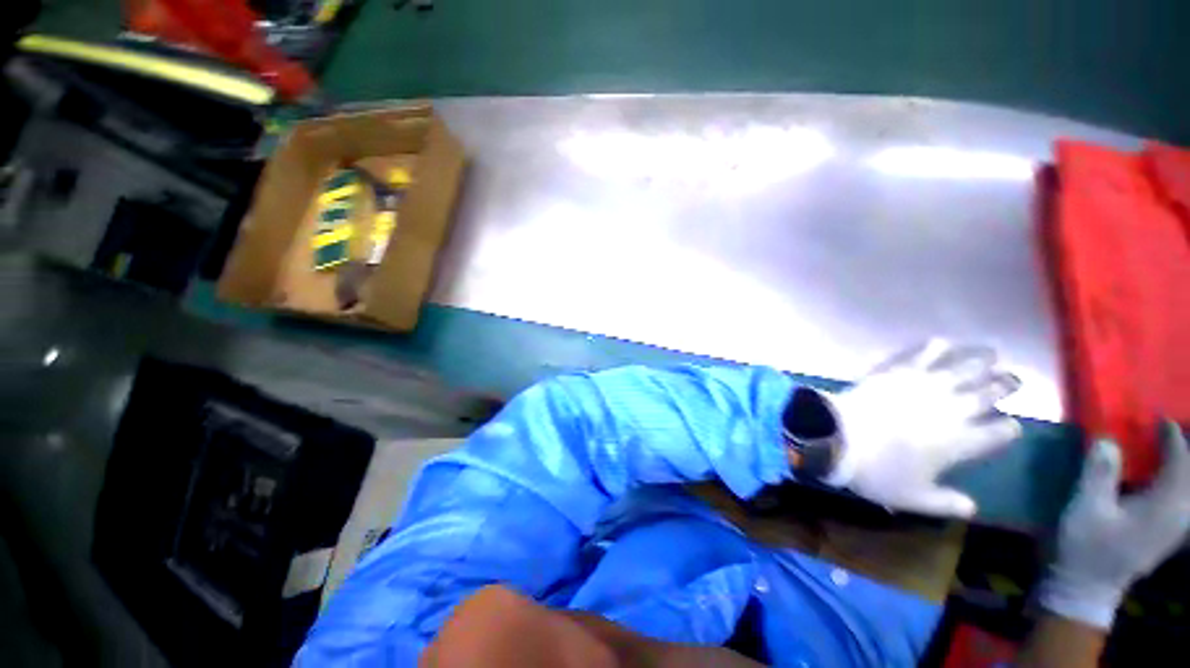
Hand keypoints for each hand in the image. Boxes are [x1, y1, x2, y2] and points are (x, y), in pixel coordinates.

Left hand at [825, 339, 1022, 517]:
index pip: (996, 433)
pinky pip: (918, 356)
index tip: (1012, 425)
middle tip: (1015, 378)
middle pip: (986, 394)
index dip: (1007, 429)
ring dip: (980, 359)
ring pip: (960, 369)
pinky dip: (931, 348)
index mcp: (960, 442)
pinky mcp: (894, 372)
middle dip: (1004, 386)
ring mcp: (922, 387)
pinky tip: (941, 341)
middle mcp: (950, 410)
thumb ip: (946, 503)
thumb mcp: (913, 497)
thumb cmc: (877, 472)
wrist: (839, 438)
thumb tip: (972, 509)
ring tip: (994, 352)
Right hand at [1038, 423, 1189, 628]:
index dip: (1173, 439)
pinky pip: (1181, 498)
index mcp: (1164, 508)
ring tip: (1168, 448)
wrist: (1086, 586)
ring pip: (1187, 489)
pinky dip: (1176, 482)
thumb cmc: (1086, 546)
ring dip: (1181, 467)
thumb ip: (1100, 473)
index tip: (1160, 418)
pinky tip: (1162, 476)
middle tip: (1168, 430)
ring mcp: (1175, 527)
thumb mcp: (1086, 508)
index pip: (1180, 465)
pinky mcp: (1167, 532)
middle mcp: (1179, 516)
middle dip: (1183, 452)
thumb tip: (1107, 439)